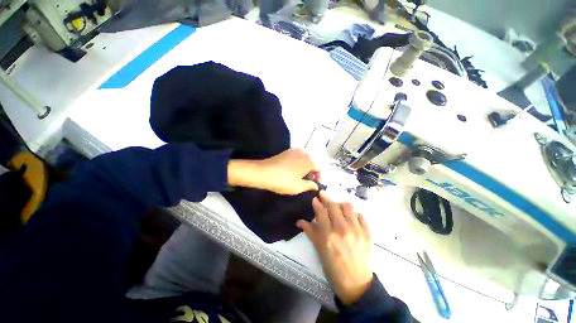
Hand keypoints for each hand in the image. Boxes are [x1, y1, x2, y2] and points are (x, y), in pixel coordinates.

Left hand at [228, 148, 319, 194]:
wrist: (263, 172)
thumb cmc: (283, 181)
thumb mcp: (299, 187)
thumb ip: (310, 186)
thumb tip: (316, 186)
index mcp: (310, 160)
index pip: (321, 168)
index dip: (319, 178)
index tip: (314, 185)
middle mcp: (305, 152)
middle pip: (314, 162)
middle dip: (313, 173)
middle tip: (307, 182)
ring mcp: (295, 150)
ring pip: (306, 159)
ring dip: (306, 168)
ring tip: (300, 178)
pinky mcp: (288, 151)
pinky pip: (299, 157)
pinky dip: (300, 164)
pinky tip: (293, 171)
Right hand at [297, 192, 372, 304]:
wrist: (356, 284)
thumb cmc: (333, 268)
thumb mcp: (319, 250)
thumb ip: (310, 232)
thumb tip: (299, 221)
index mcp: (328, 236)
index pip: (321, 212)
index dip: (317, 203)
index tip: (315, 198)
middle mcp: (342, 230)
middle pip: (334, 206)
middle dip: (327, 198)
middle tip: (323, 195)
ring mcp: (357, 231)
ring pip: (348, 207)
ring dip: (340, 204)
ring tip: (337, 207)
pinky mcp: (367, 234)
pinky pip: (361, 216)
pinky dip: (354, 214)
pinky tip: (351, 217)